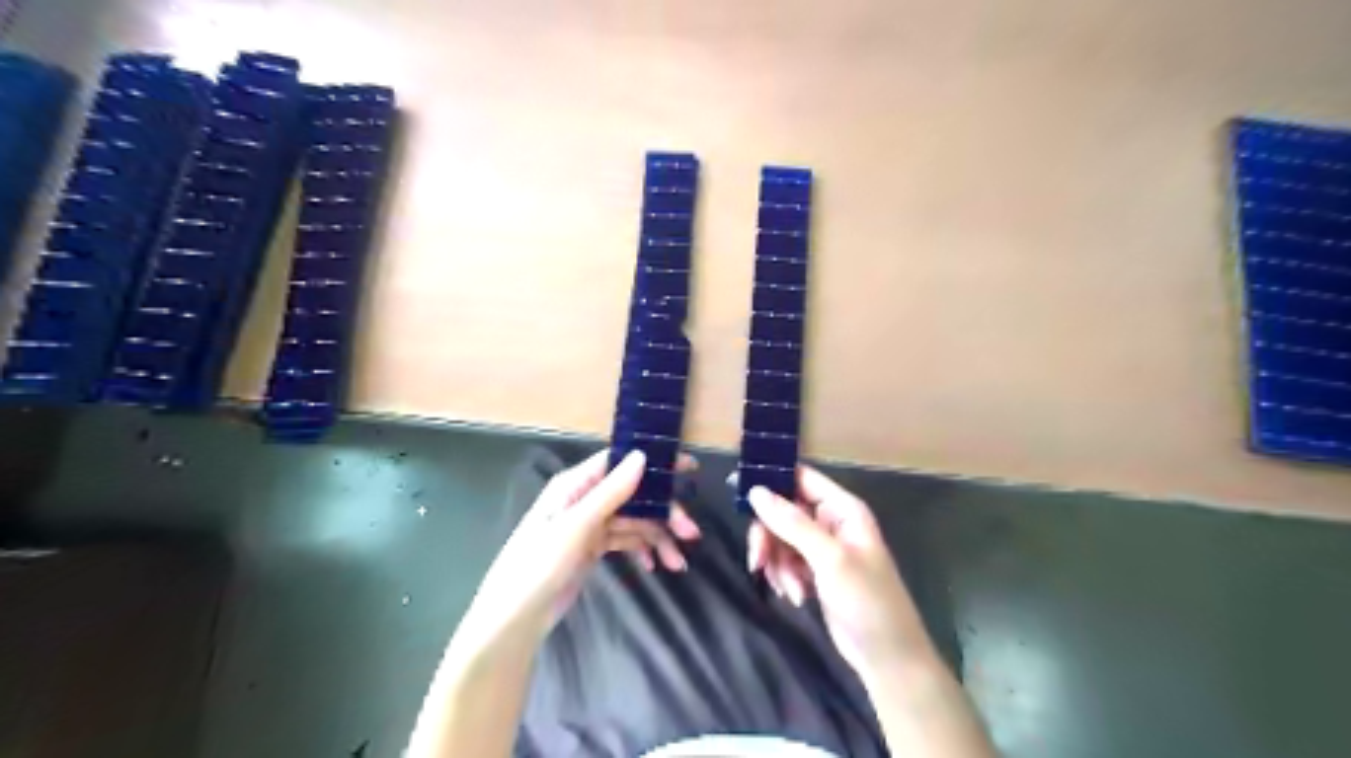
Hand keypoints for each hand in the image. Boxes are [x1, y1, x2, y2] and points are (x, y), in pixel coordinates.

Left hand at [463, 449, 694, 645]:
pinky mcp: (592, 547)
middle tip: (691, 533)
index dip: (656, 464)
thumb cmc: (539, 564)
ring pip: (634, 521)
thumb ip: (611, 491)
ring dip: (658, 537)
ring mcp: (590, 524)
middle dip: (665, 512)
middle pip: (635, 495)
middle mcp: (585, 498)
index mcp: (576, 484)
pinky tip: (657, 566)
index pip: (622, 462)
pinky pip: (626, 540)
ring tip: (679, 563)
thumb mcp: (577, 526)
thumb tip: (642, 456)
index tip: (688, 468)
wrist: (515, 617)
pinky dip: (643, 549)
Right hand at [751, 468, 928, 674]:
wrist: (887, 657)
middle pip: (784, 511)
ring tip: (789, 589)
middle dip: (769, 536)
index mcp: (842, 509)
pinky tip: (795, 596)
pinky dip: (784, 576)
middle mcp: (832, 522)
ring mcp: (823, 548)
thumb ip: (792, 523)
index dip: (771, 479)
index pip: (801, 478)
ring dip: (778, 563)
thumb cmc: (867, 601)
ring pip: (781, 538)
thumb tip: (755, 491)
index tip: (736, 487)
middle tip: (758, 561)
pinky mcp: (816, 571)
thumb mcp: (829, 559)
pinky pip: (786, 560)